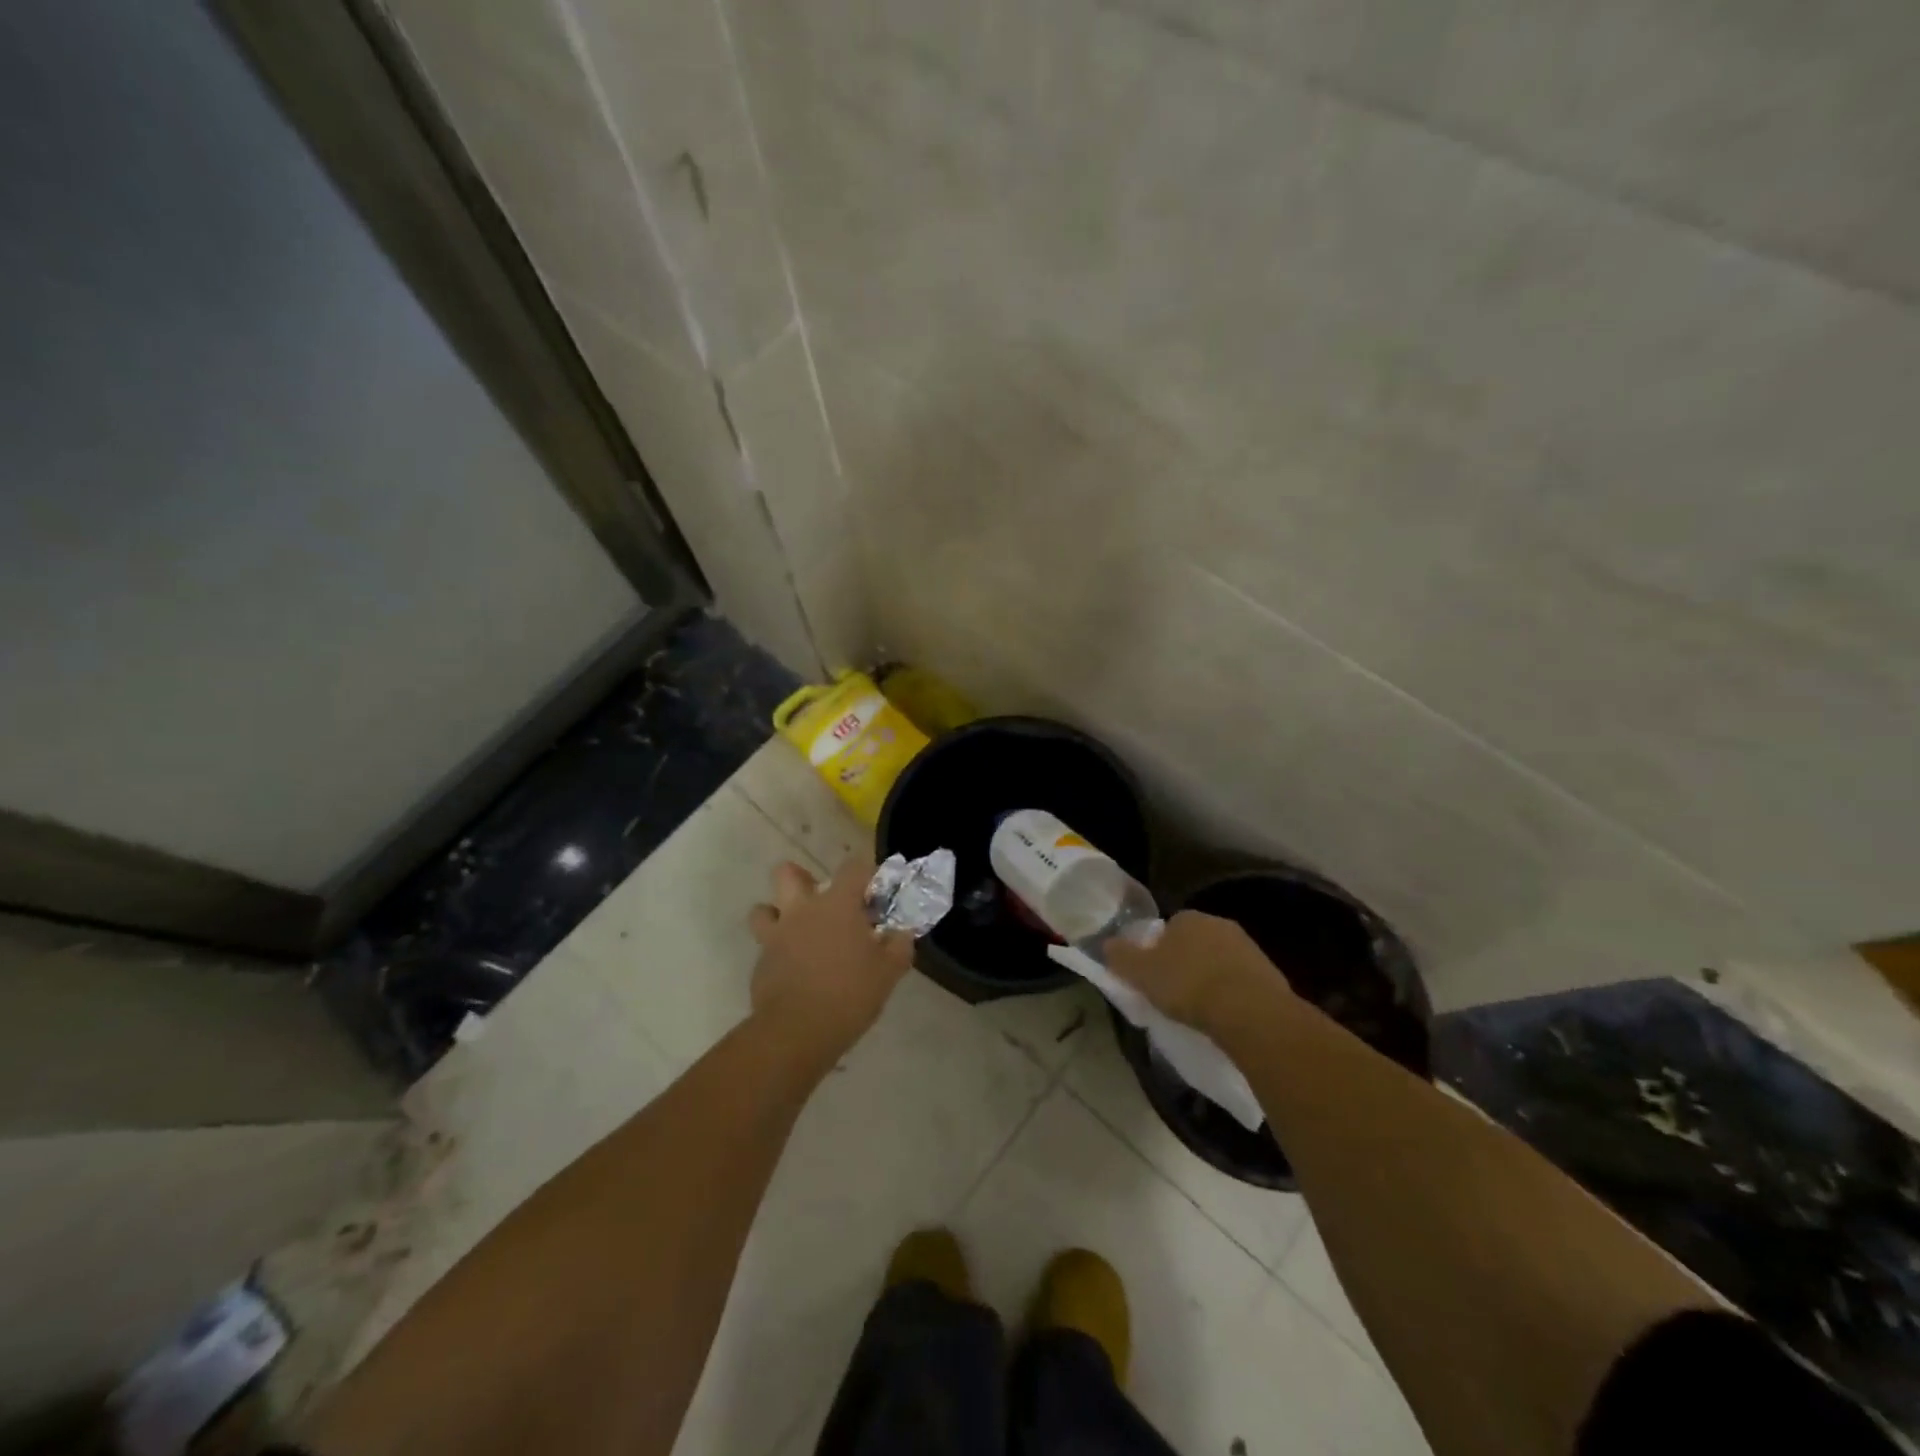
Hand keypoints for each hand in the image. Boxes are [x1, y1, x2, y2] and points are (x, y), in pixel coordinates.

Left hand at [747, 853, 912, 1058]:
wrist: (797, 1032)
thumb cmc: (849, 994)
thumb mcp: (889, 972)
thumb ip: (899, 946)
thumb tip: (901, 933)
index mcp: (837, 904)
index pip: (853, 866)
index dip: (865, 873)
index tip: (874, 893)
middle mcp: (802, 910)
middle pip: (788, 873)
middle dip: (802, 878)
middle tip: (822, 901)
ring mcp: (776, 935)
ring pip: (763, 909)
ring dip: (777, 914)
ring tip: (796, 932)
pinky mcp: (760, 963)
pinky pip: (765, 946)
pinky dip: (777, 952)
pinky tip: (793, 970)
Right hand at [1104, 910, 1292, 1035]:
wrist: (1251, 1012)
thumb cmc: (1188, 986)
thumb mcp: (1141, 973)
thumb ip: (1121, 956)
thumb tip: (1106, 943)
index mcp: (1187, 917)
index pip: (1168, 927)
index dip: (1158, 950)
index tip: (1154, 975)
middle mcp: (1219, 923)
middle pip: (1195, 942)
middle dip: (1186, 962)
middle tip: (1175, 992)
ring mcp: (1248, 947)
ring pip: (1219, 961)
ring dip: (1211, 978)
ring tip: (1200, 1009)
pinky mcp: (1269, 973)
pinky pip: (1241, 981)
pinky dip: (1232, 994)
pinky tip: (1224, 1016)